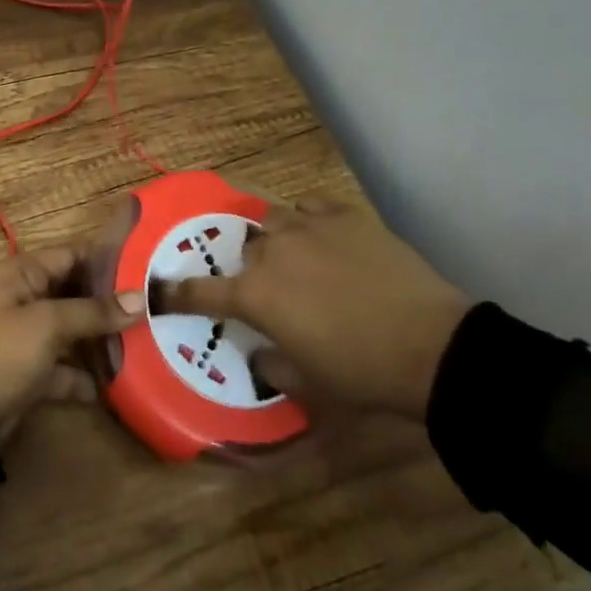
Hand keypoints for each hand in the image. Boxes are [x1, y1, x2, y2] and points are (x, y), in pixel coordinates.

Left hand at [0, 246, 145, 438]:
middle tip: (151, 311)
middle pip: (74, 294)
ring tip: (142, 345)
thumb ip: (94, 311)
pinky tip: (115, 385)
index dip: (106, 261)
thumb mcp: (48, 324)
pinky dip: (83, 375)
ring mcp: (27, 336)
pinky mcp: (30, 371)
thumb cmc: (3, 351)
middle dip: (109, 304)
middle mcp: (25, 298)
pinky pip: (63, 367)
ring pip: (71, 331)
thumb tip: (140, 299)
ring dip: (100, 340)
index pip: (71, 255)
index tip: (145, 271)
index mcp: (23, 274)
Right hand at [166, 195, 470, 420]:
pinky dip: (310, 220)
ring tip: (297, 257)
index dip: (176, 293)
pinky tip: (324, 236)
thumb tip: (260, 354)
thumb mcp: (308, 383)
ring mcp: (309, 227)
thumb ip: (271, 365)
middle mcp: (271, 252)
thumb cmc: (362, 373)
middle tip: (273, 291)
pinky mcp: (345, 215)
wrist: (431, 347)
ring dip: (277, 240)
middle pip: (245, 250)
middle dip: (251, 269)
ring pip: (274, 220)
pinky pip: (312, 206)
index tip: (159, 290)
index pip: (200, 292)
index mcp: (255, 295)